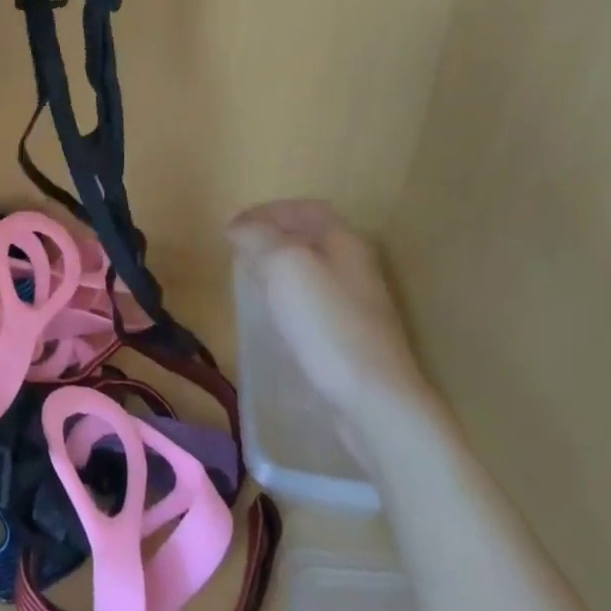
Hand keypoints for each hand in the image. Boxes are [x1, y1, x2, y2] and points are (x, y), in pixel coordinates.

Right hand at [228, 199, 427, 418]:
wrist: (376, 402)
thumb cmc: (327, 322)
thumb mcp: (282, 264)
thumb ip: (257, 236)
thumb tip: (237, 226)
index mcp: (344, 240)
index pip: (303, 208)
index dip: (266, 211)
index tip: (233, 225)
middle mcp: (356, 266)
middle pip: (309, 238)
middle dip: (271, 239)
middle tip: (238, 251)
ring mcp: (358, 306)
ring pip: (311, 273)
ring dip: (279, 270)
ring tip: (251, 281)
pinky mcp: (354, 340)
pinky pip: (315, 306)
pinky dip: (290, 301)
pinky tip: (275, 319)